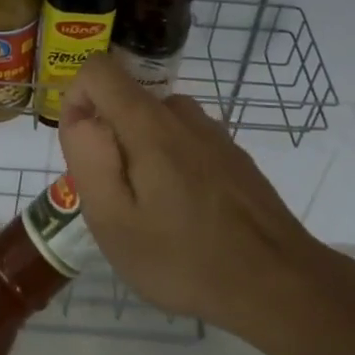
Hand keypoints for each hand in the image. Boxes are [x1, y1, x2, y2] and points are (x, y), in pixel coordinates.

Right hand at [57, 56, 335, 337]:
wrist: (277, 284)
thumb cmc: (184, 258)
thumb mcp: (114, 221)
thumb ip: (89, 158)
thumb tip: (80, 116)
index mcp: (148, 122)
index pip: (98, 69)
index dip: (77, 99)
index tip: (85, 151)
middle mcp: (183, 114)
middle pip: (127, 102)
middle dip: (110, 141)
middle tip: (121, 202)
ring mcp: (213, 133)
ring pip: (155, 125)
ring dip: (141, 157)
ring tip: (154, 216)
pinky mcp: (233, 155)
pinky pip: (185, 143)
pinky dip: (171, 167)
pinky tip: (187, 218)